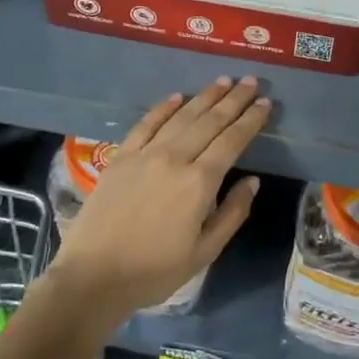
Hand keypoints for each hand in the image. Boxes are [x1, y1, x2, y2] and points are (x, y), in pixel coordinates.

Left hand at [45, 78, 270, 324]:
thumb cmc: (154, 271)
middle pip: (210, 121)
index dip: (250, 120)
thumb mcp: (205, 252)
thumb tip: (253, 180)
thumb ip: (233, 213)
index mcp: (199, 182)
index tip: (266, 103)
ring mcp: (145, 154)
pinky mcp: (120, 157)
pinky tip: (178, 96)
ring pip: (181, 117)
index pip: (231, 141)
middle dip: (233, 99)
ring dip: (205, 97)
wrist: (92, 277)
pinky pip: (146, 124)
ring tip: (224, 81)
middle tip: (251, 81)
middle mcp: (174, 158)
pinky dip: (164, 107)